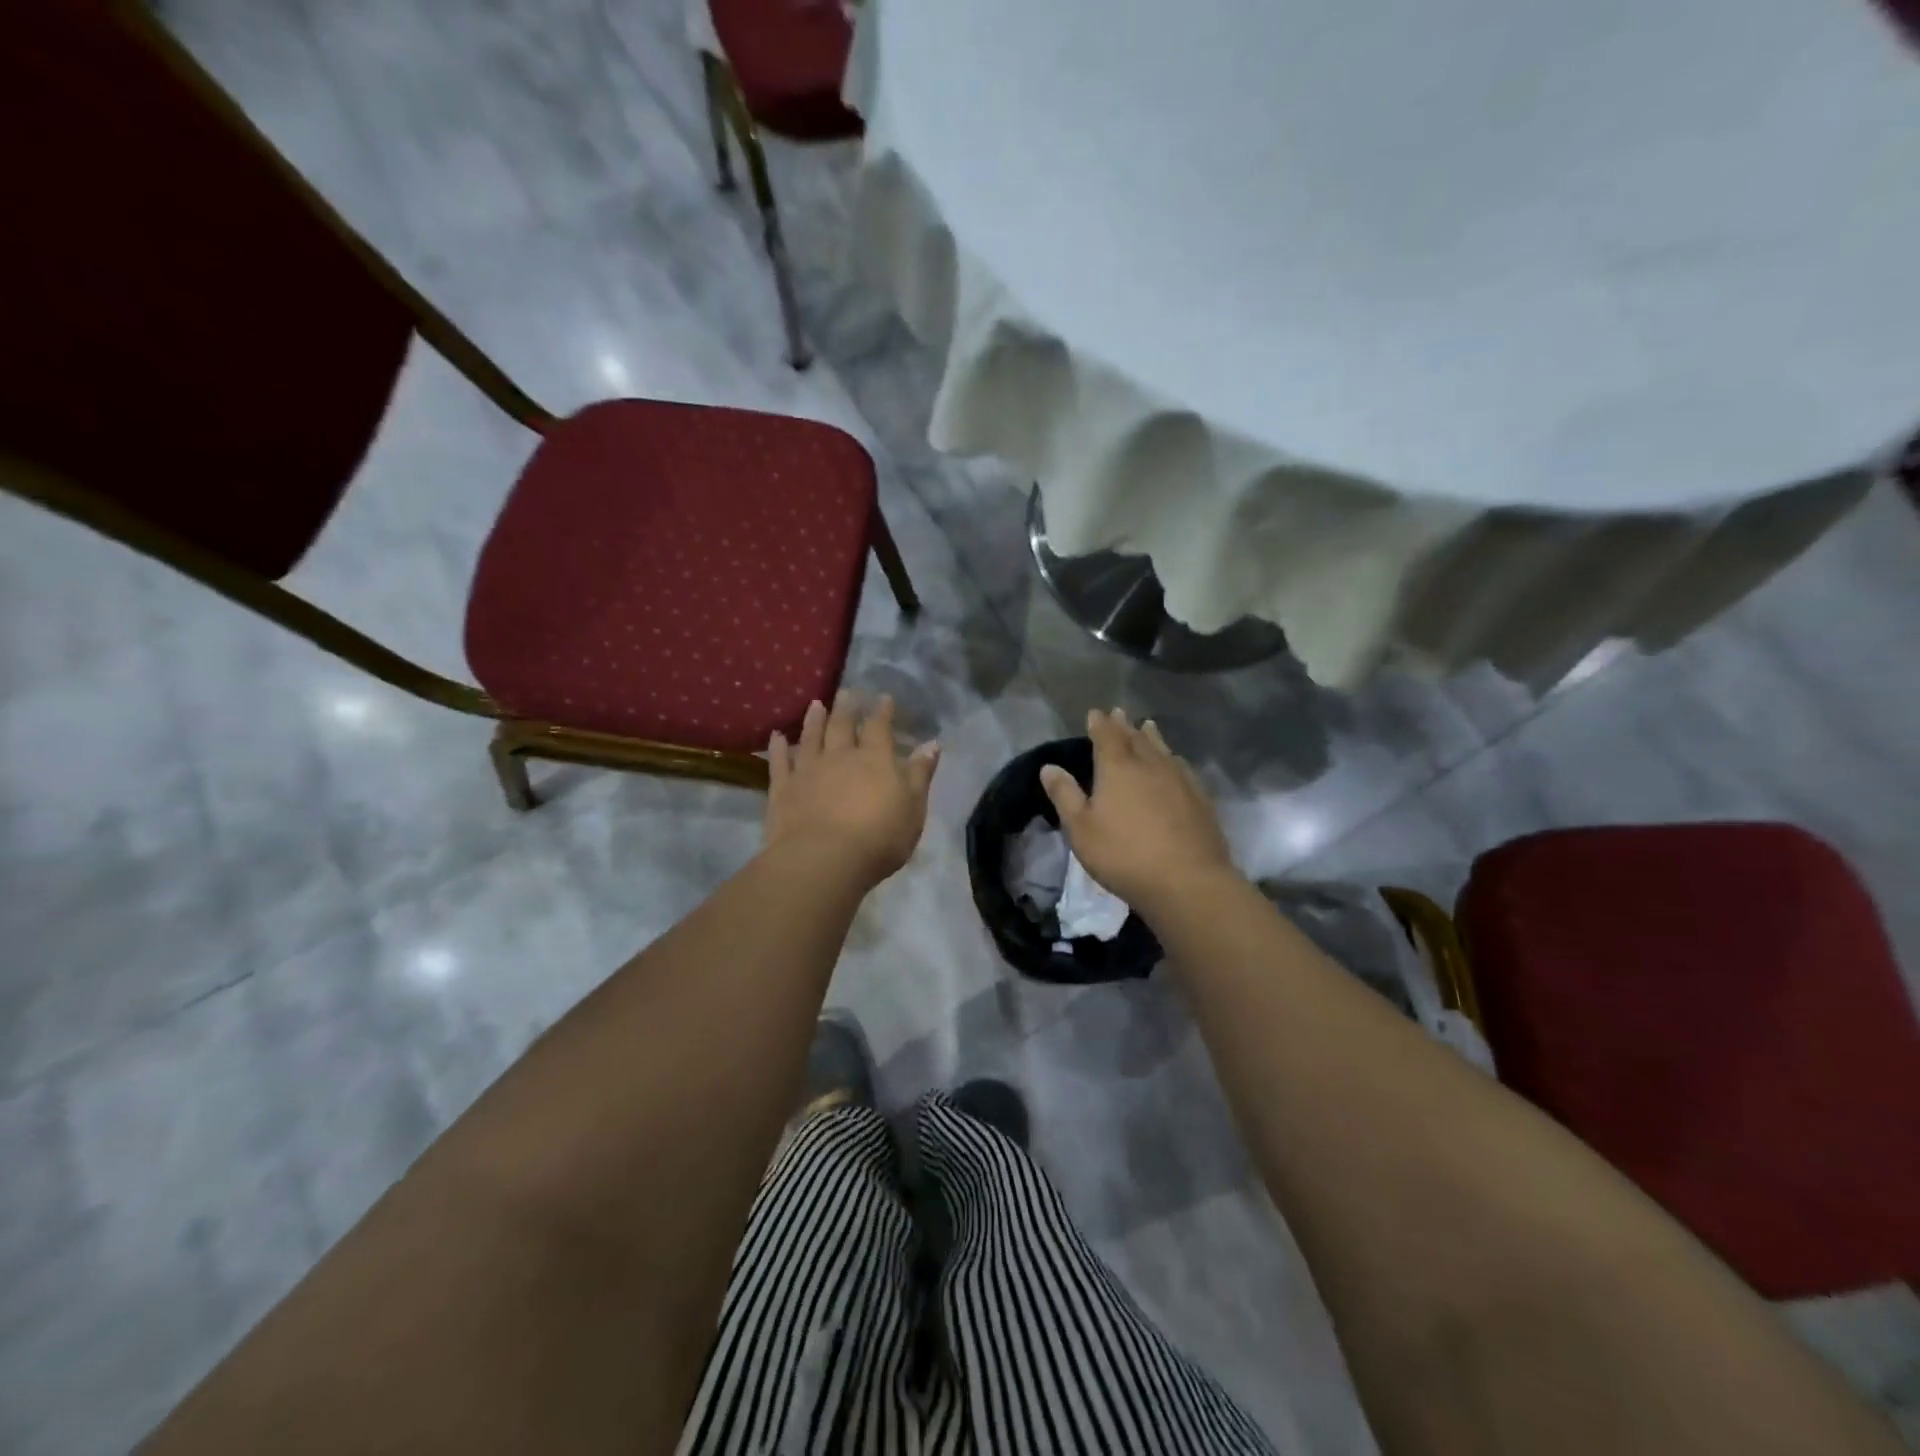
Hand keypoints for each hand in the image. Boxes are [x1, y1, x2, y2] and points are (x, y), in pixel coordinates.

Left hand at [764, 692, 940, 886]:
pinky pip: (780, 762)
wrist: (824, 860)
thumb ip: (920, 774)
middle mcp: (840, 756)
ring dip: (814, 720)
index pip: (880, 728)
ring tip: (816, 704)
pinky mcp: (783, 789)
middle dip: (847, 707)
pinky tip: (776, 736)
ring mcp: (808, 771)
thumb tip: (932, 743)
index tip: (884, 697)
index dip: (883, 712)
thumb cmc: (878, 838)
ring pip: (811, 737)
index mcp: (874, 759)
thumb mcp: (913, 808)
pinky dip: (778, 747)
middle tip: (847, 692)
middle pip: (842, 725)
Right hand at [1040, 708, 1237, 910]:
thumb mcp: (1081, 828)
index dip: (1099, 723)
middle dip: (1124, 725)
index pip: (1107, 736)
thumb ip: (1065, 795)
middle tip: (1119, 713)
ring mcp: (1179, 780)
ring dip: (1151, 736)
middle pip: (1136, 738)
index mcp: (1118, 767)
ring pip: (1162, 749)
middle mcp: (1150, 765)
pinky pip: (1182, 767)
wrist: (1187, 881)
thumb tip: (1049, 767)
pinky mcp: (1200, 799)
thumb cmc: (1124, 854)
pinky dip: (1173, 759)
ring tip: (1148, 727)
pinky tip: (1175, 763)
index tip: (1095, 713)